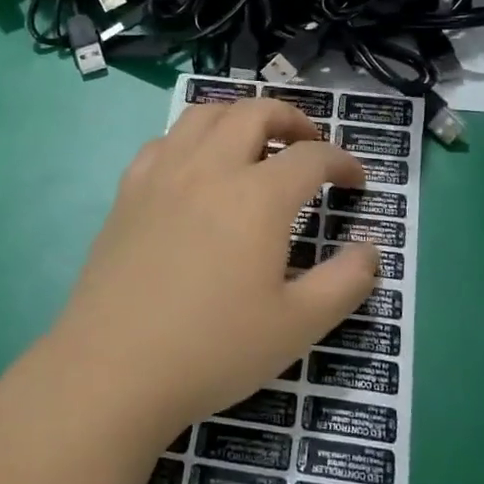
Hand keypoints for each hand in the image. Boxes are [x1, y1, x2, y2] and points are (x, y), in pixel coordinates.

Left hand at [36, 97, 379, 444]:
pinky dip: (192, 139)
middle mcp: (210, 168)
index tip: (356, 183)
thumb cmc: (213, 350)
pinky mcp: (128, 191)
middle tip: (309, 146)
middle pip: (256, 113)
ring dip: (240, 117)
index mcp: (257, 197)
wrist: (113, 371)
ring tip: (255, 145)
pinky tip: (196, 169)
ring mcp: (163, 174)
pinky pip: (164, 141)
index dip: (343, 163)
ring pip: (206, 115)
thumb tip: (370, 249)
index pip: (312, 157)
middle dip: (293, 119)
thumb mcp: (298, 327)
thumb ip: (346, 282)